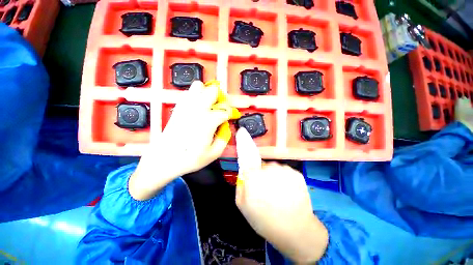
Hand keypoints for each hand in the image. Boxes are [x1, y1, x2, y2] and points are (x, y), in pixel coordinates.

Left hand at [130, 81, 232, 199]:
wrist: (164, 159)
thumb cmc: (190, 159)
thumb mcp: (214, 153)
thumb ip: (225, 137)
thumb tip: (226, 126)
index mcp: (208, 121)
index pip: (225, 110)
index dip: (231, 113)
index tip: (232, 117)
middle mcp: (198, 109)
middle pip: (213, 91)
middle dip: (220, 98)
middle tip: (220, 109)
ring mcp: (186, 106)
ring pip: (199, 86)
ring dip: (207, 94)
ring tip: (209, 106)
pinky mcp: (178, 107)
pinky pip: (189, 93)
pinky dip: (196, 96)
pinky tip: (198, 108)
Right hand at [235, 128, 327, 262]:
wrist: (297, 232)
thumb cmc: (265, 220)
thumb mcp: (243, 204)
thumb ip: (241, 182)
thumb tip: (244, 169)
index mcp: (254, 178)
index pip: (247, 156)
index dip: (244, 143)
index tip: (242, 131)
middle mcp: (270, 170)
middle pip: (260, 165)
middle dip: (259, 173)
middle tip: (264, 190)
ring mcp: (285, 170)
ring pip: (273, 168)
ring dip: (272, 176)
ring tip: (277, 194)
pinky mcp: (297, 173)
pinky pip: (284, 171)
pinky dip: (283, 179)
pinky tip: (286, 192)